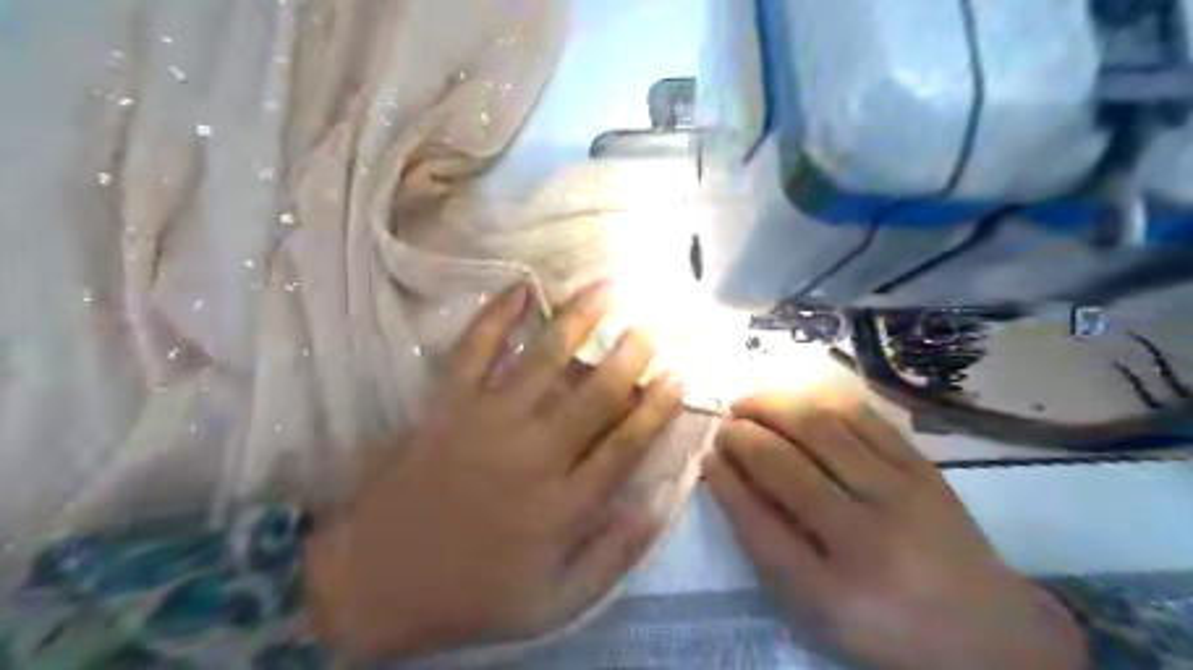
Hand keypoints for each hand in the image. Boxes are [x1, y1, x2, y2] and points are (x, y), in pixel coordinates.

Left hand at [302, 279, 685, 657]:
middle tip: (654, 322)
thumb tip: (656, 506)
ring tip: (608, 287)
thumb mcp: (555, 603)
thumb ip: (612, 558)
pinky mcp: (448, 404)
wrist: (377, 581)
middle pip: (596, 392)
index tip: (679, 373)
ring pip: (545, 358)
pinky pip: (474, 349)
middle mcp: (534, 452)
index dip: (658, 405)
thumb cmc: (473, 592)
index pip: (626, 442)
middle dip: (632, 352)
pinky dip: (496, 315)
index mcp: (564, 503)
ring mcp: (488, 420)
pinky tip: (521, 286)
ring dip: (580, 319)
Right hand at [705, 392, 1088, 669]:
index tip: (708, 456)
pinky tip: (798, 397)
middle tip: (725, 423)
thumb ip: (770, 547)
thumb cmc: (885, 624)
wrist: (988, 632)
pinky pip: (863, 417)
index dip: (724, 481)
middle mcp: (865, 539)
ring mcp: (901, 496)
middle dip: (742, 436)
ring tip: (750, 400)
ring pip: (820, 429)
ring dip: (773, 405)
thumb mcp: (817, 611)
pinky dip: (820, 399)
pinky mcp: (924, 469)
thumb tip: (732, 477)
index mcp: (831, 592)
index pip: (756, 522)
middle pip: (784, 466)